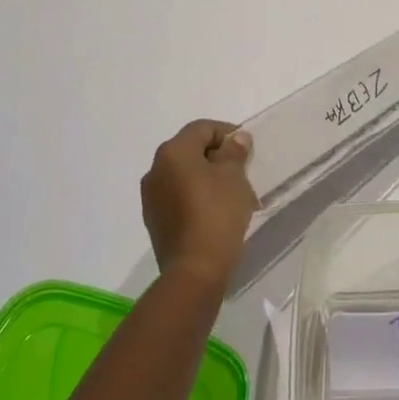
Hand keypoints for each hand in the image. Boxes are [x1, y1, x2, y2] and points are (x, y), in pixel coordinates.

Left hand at [141, 120, 257, 289]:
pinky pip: (177, 195)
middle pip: (189, 150)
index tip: (247, 147)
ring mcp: (151, 197)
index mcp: (172, 152)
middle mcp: (155, 169)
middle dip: (216, 155)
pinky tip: (214, 210)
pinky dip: (195, 195)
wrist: (195, 270)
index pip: (201, 128)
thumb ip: (234, 152)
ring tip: (230, 192)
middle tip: (241, 169)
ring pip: (182, 174)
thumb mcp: (234, 177)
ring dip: (205, 176)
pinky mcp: (154, 220)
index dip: (227, 132)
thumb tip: (236, 139)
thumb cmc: (217, 213)